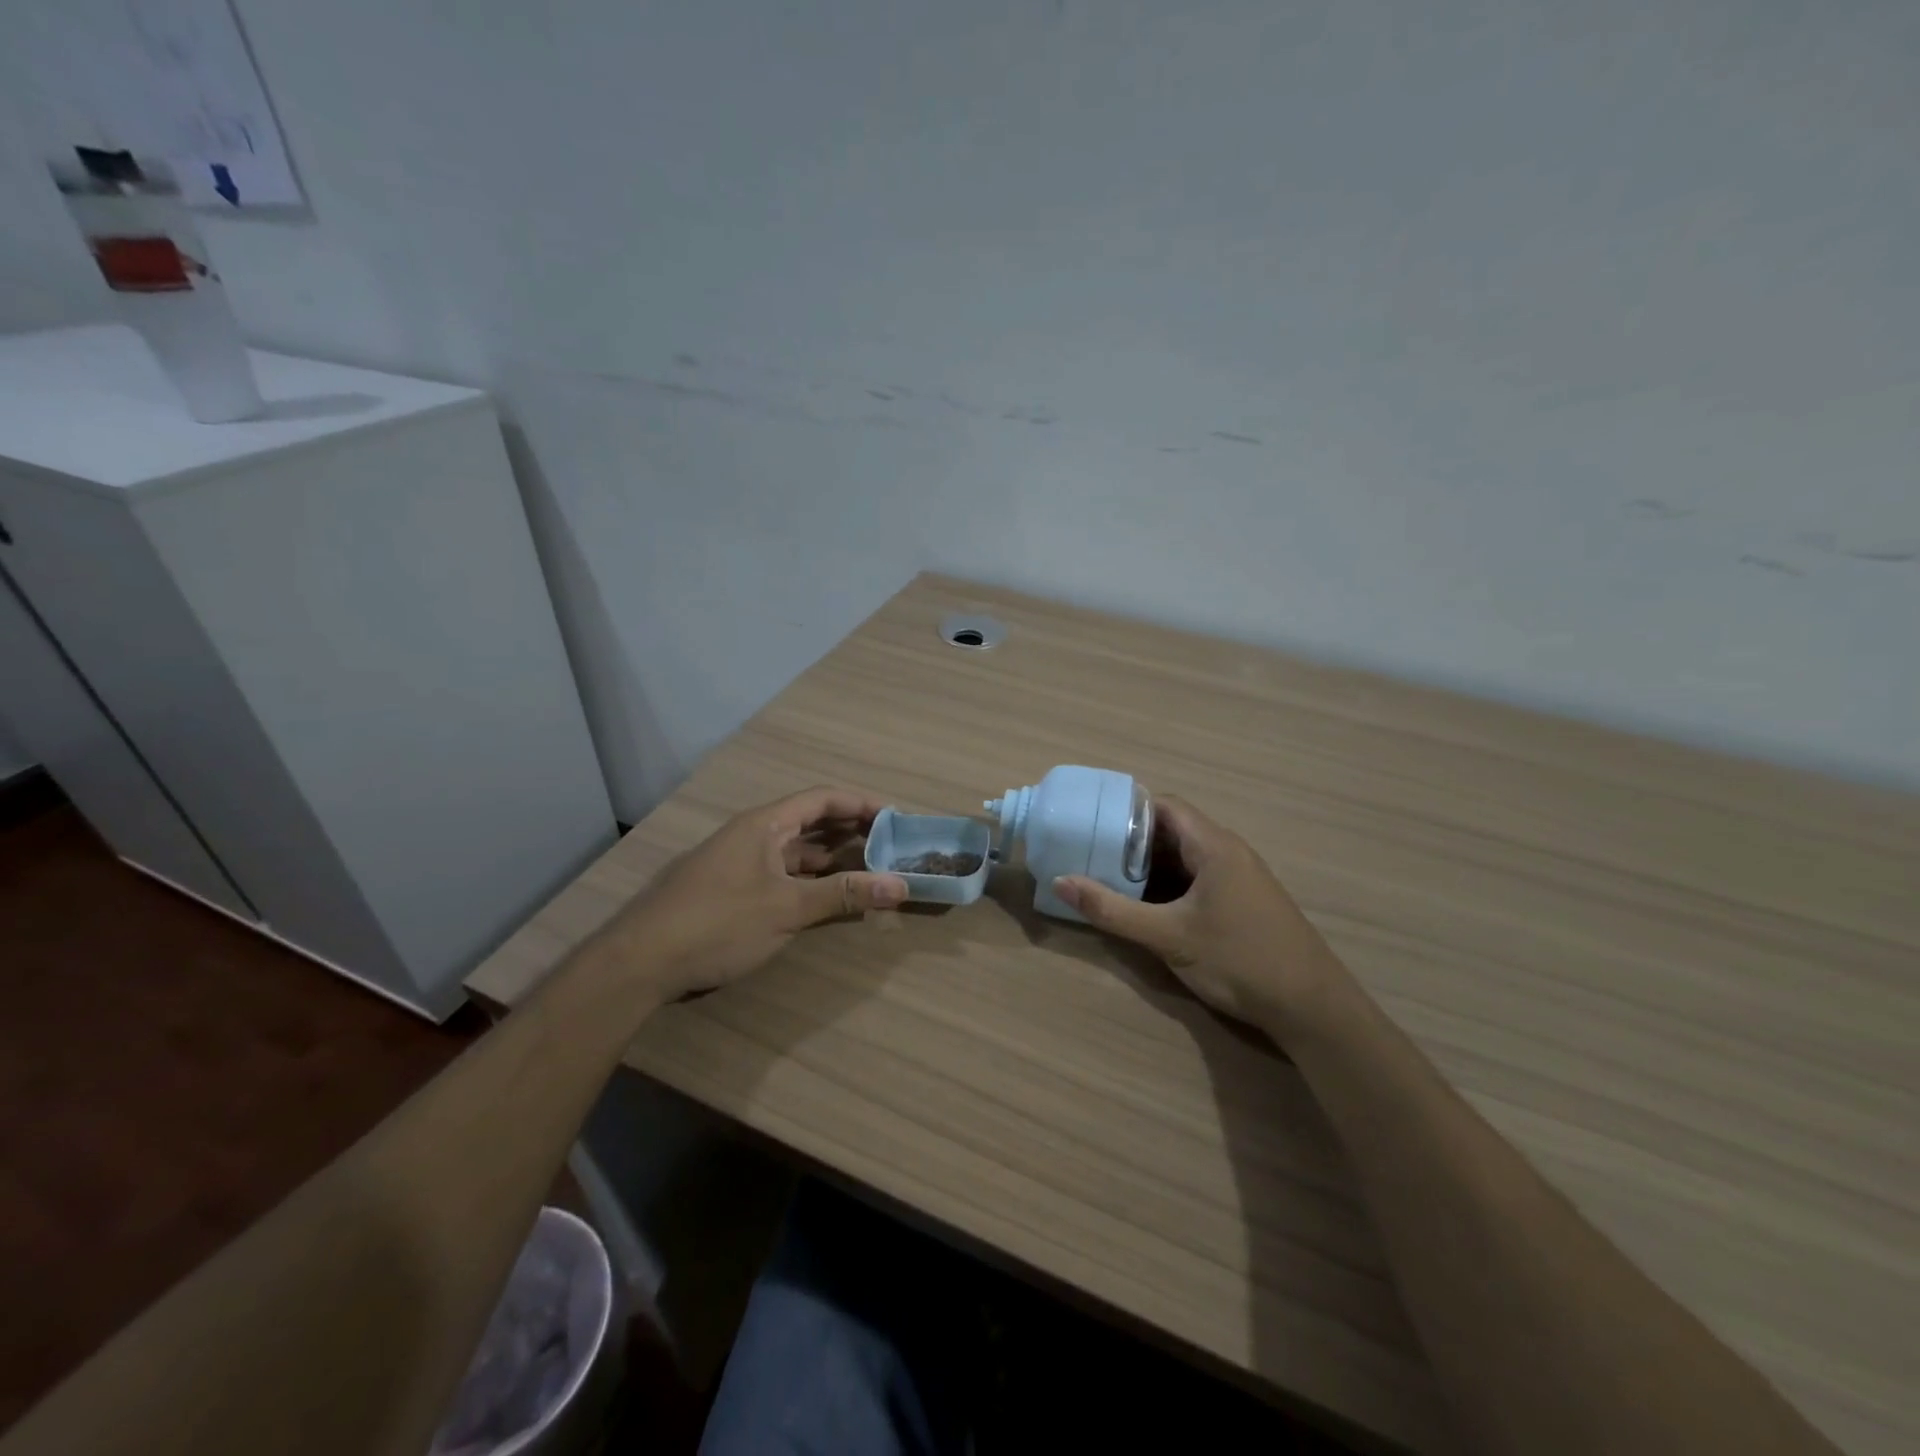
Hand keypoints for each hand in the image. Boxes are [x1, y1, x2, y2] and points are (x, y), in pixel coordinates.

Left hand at [610, 788, 908, 999]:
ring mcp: (737, 862)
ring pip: (794, 851)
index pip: (822, 798)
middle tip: (890, 847)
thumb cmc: (717, 923)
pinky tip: (825, 897)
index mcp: (764, 824)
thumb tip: (900, 884)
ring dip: (831, 859)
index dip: (861, 803)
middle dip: (851, 831)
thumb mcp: (787, 909)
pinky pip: (780, 873)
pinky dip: (808, 880)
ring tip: (868, 871)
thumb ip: (844, 894)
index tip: (896, 817)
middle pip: (810, 822)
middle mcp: (751, 835)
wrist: (638, 962)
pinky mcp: (729, 889)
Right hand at [1053, 796, 1347, 1040]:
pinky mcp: (1242, 902)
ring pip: (1184, 857)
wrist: (1312, 1008)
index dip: (1125, 810)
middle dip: (1130, 840)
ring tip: (1106, 877)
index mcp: (1214, 846)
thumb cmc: (1239, 960)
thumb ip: (1112, 909)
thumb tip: (1060, 882)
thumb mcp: (1167, 936)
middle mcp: (1228, 852)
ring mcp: (1239, 878)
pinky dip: (1168, 885)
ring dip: (1148, 866)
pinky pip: (1197, 878)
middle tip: (1090, 853)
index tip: (1091, 822)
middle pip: (1171, 830)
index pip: (1163, 806)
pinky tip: (1145, 906)